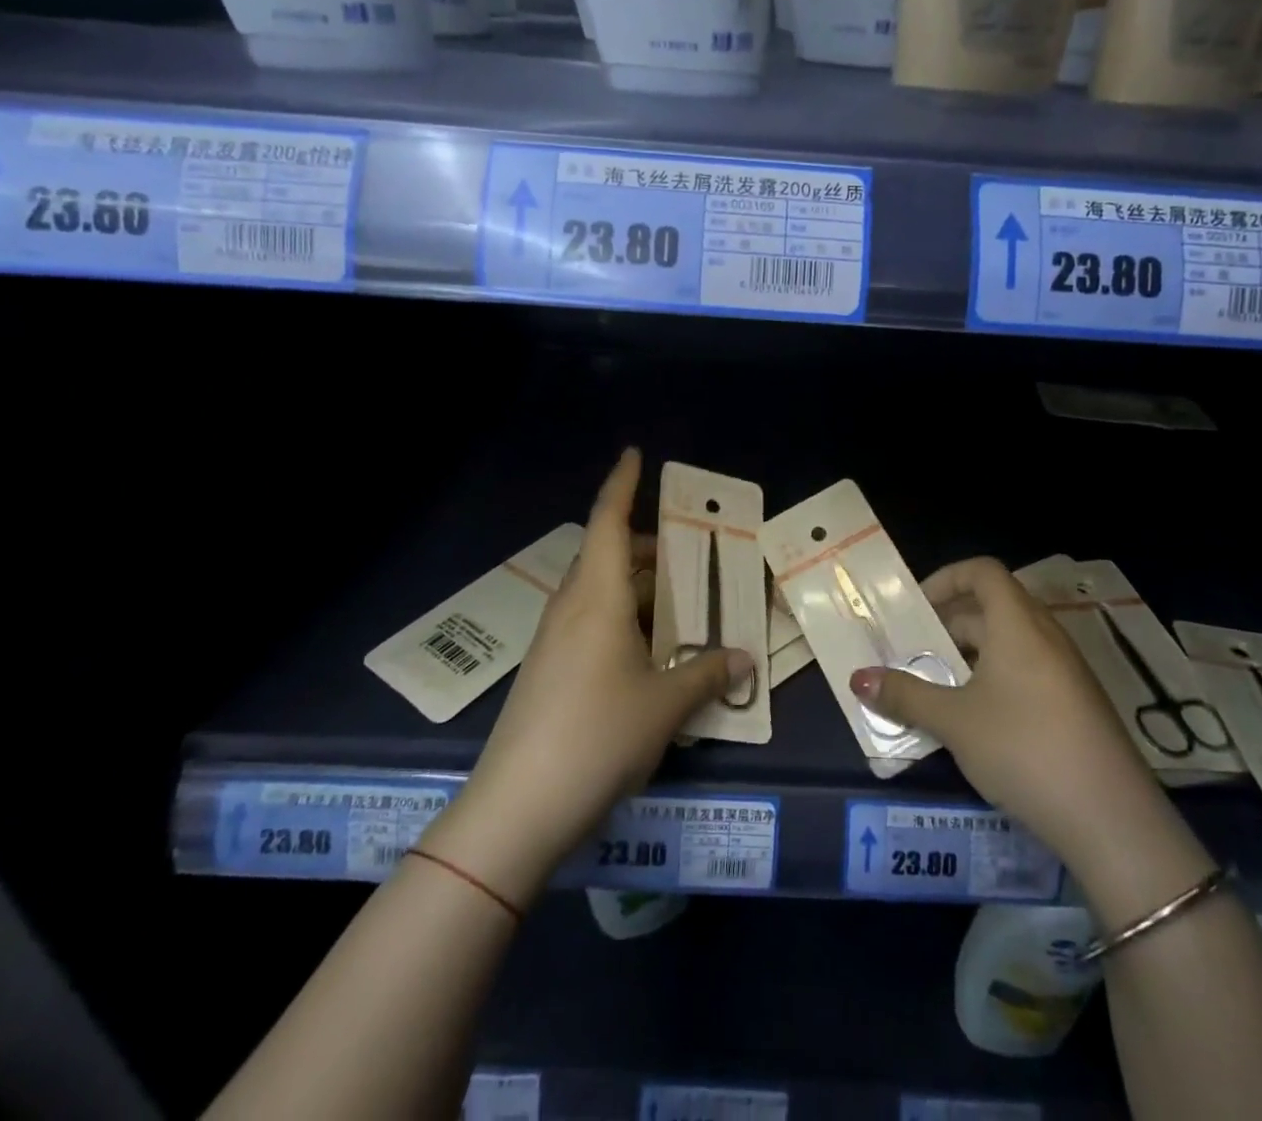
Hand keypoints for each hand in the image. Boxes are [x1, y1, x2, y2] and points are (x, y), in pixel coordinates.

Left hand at [421, 449, 752, 905]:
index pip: (607, 521)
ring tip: (681, 600)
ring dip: (637, 587)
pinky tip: (653, 650)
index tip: (635, 454)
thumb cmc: (597, 736)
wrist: (519, 807)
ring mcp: (556, 640)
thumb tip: (743, 658)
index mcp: (596, 596)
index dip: (622, 484)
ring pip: (600, 592)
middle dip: (645, 546)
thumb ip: (706, 673)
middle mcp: (572, 607)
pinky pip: (593, 623)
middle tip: (689, 551)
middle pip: (607, 555)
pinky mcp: (550, 670)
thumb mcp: (664, 705)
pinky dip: (624, 619)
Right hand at [848, 558, 1162, 860]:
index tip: (915, 608)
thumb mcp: (954, 722)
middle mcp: (1046, 637)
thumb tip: (858, 678)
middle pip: (992, 608)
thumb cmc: (1024, 749)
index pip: (983, 571)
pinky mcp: (1077, 706)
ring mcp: (1066, 672)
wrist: (1112, 821)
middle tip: (912, 655)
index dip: (946, 578)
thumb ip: (904, 695)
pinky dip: (994, 681)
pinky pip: (1027, 673)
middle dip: (947, 626)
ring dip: (969, 658)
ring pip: (1008, 644)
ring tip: (935, 690)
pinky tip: (975, 723)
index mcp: (1018, 625)